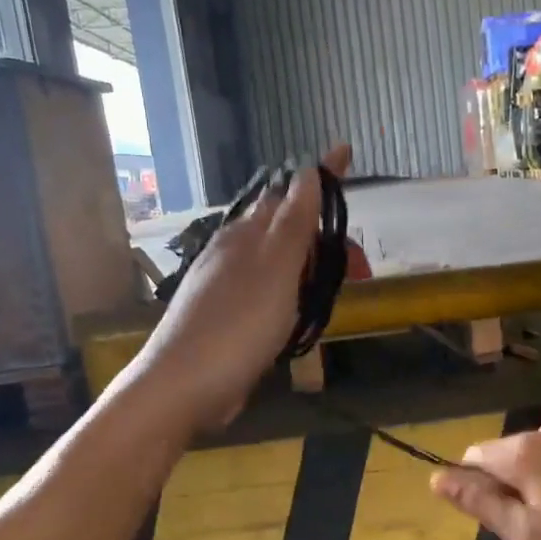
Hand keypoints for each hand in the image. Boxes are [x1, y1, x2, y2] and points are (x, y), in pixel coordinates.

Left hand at [124, 143, 348, 431]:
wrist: (183, 387)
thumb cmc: (237, 325)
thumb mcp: (275, 270)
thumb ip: (292, 223)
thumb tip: (306, 171)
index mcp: (245, 235)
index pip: (289, 193)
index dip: (320, 178)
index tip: (345, 152)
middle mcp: (233, 252)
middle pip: (284, 228)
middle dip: (322, 234)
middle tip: (357, 264)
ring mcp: (227, 286)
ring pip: (277, 261)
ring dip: (309, 264)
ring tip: (336, 283)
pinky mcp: (228, 318)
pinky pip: (269, 291)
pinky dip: (293, 292)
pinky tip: (300, 310)